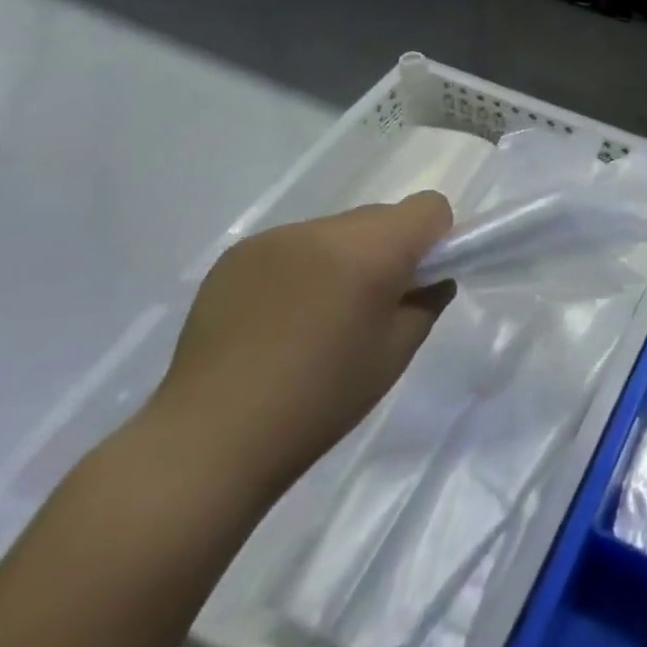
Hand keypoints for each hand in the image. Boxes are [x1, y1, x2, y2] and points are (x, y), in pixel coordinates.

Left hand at [144, 193, 453, 502]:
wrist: (211, 439)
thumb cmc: (320, 401)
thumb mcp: (396, 353)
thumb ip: (426, 301)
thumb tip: (430, 278)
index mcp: (371, 252)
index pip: (429, 207)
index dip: (435, 239)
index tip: (417, 281)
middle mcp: (325, 230)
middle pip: (382, 216)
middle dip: (388, 249)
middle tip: (370, 305)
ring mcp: (276, 238)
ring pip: (337, 229)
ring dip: (344, 257)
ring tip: (318, 316)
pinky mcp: (238, 254)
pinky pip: (294, 245)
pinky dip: (303, 268)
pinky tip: (279, 319)